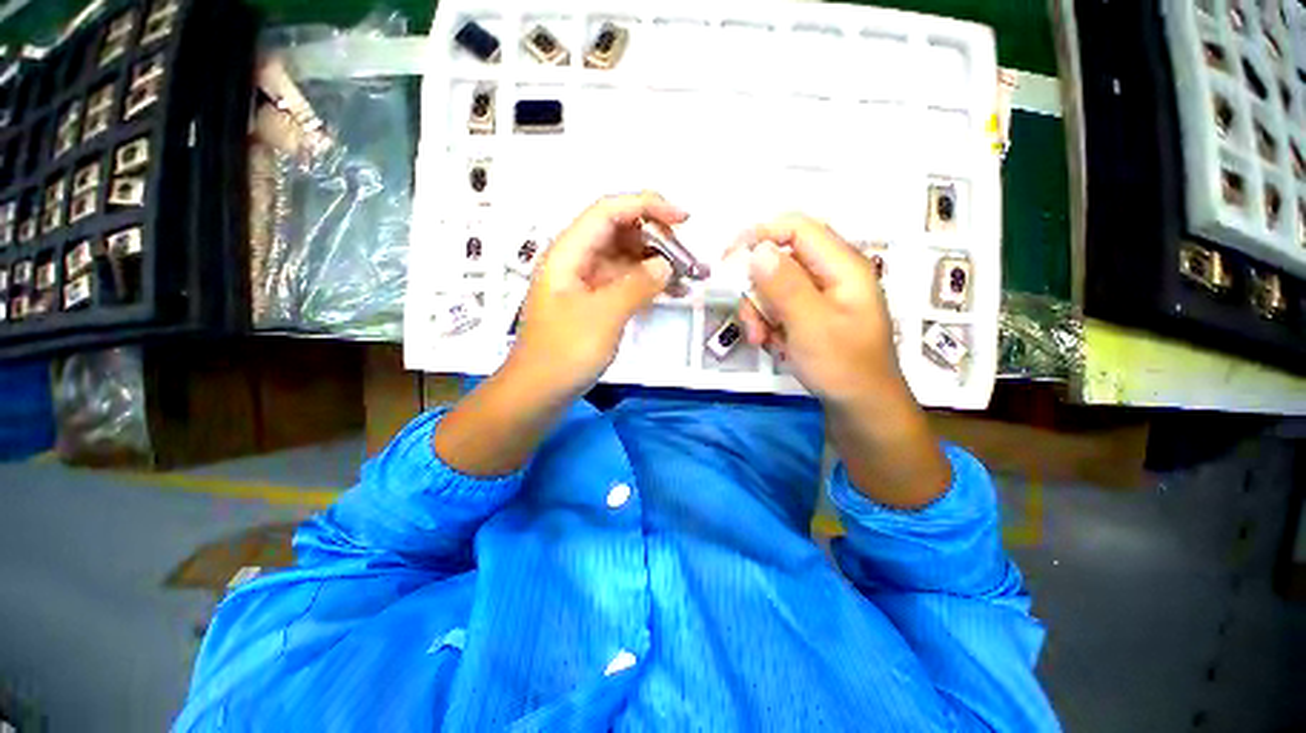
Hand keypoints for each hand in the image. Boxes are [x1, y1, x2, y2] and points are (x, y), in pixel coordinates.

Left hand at [509, 192, 687, 399]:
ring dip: (656, 262)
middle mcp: (576, 260)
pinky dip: (648, 283)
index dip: (647, 205)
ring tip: (688, 275)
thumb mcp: (603, 316)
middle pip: (620, 232)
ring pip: (626, 257)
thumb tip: (666, 266)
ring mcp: (586, 282)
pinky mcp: (595, 302)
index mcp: (568, 253)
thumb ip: (637, 285)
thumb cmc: (564, 353)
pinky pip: (625, 281)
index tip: (682, 219)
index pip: (609, 211)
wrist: (539, 392)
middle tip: (688, 257)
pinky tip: (672, 292)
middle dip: (656, 238)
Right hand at [732, 213, 948, 507]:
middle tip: (751, 321)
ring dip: (759, 312)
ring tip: (763, 341)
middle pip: (780, 260)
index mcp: (842, 266)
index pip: (796, 228)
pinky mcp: (812, 314)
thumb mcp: (811, 325)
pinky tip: (775, 346)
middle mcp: (831, 274)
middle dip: (757, 290)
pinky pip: (779, 307)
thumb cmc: (843, 366)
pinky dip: (769, 324)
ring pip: (774, 287)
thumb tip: (757, 250)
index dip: (760, 235)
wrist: (861, 407)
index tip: (729, 259)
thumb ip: (785, 286)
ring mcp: (821, 295)